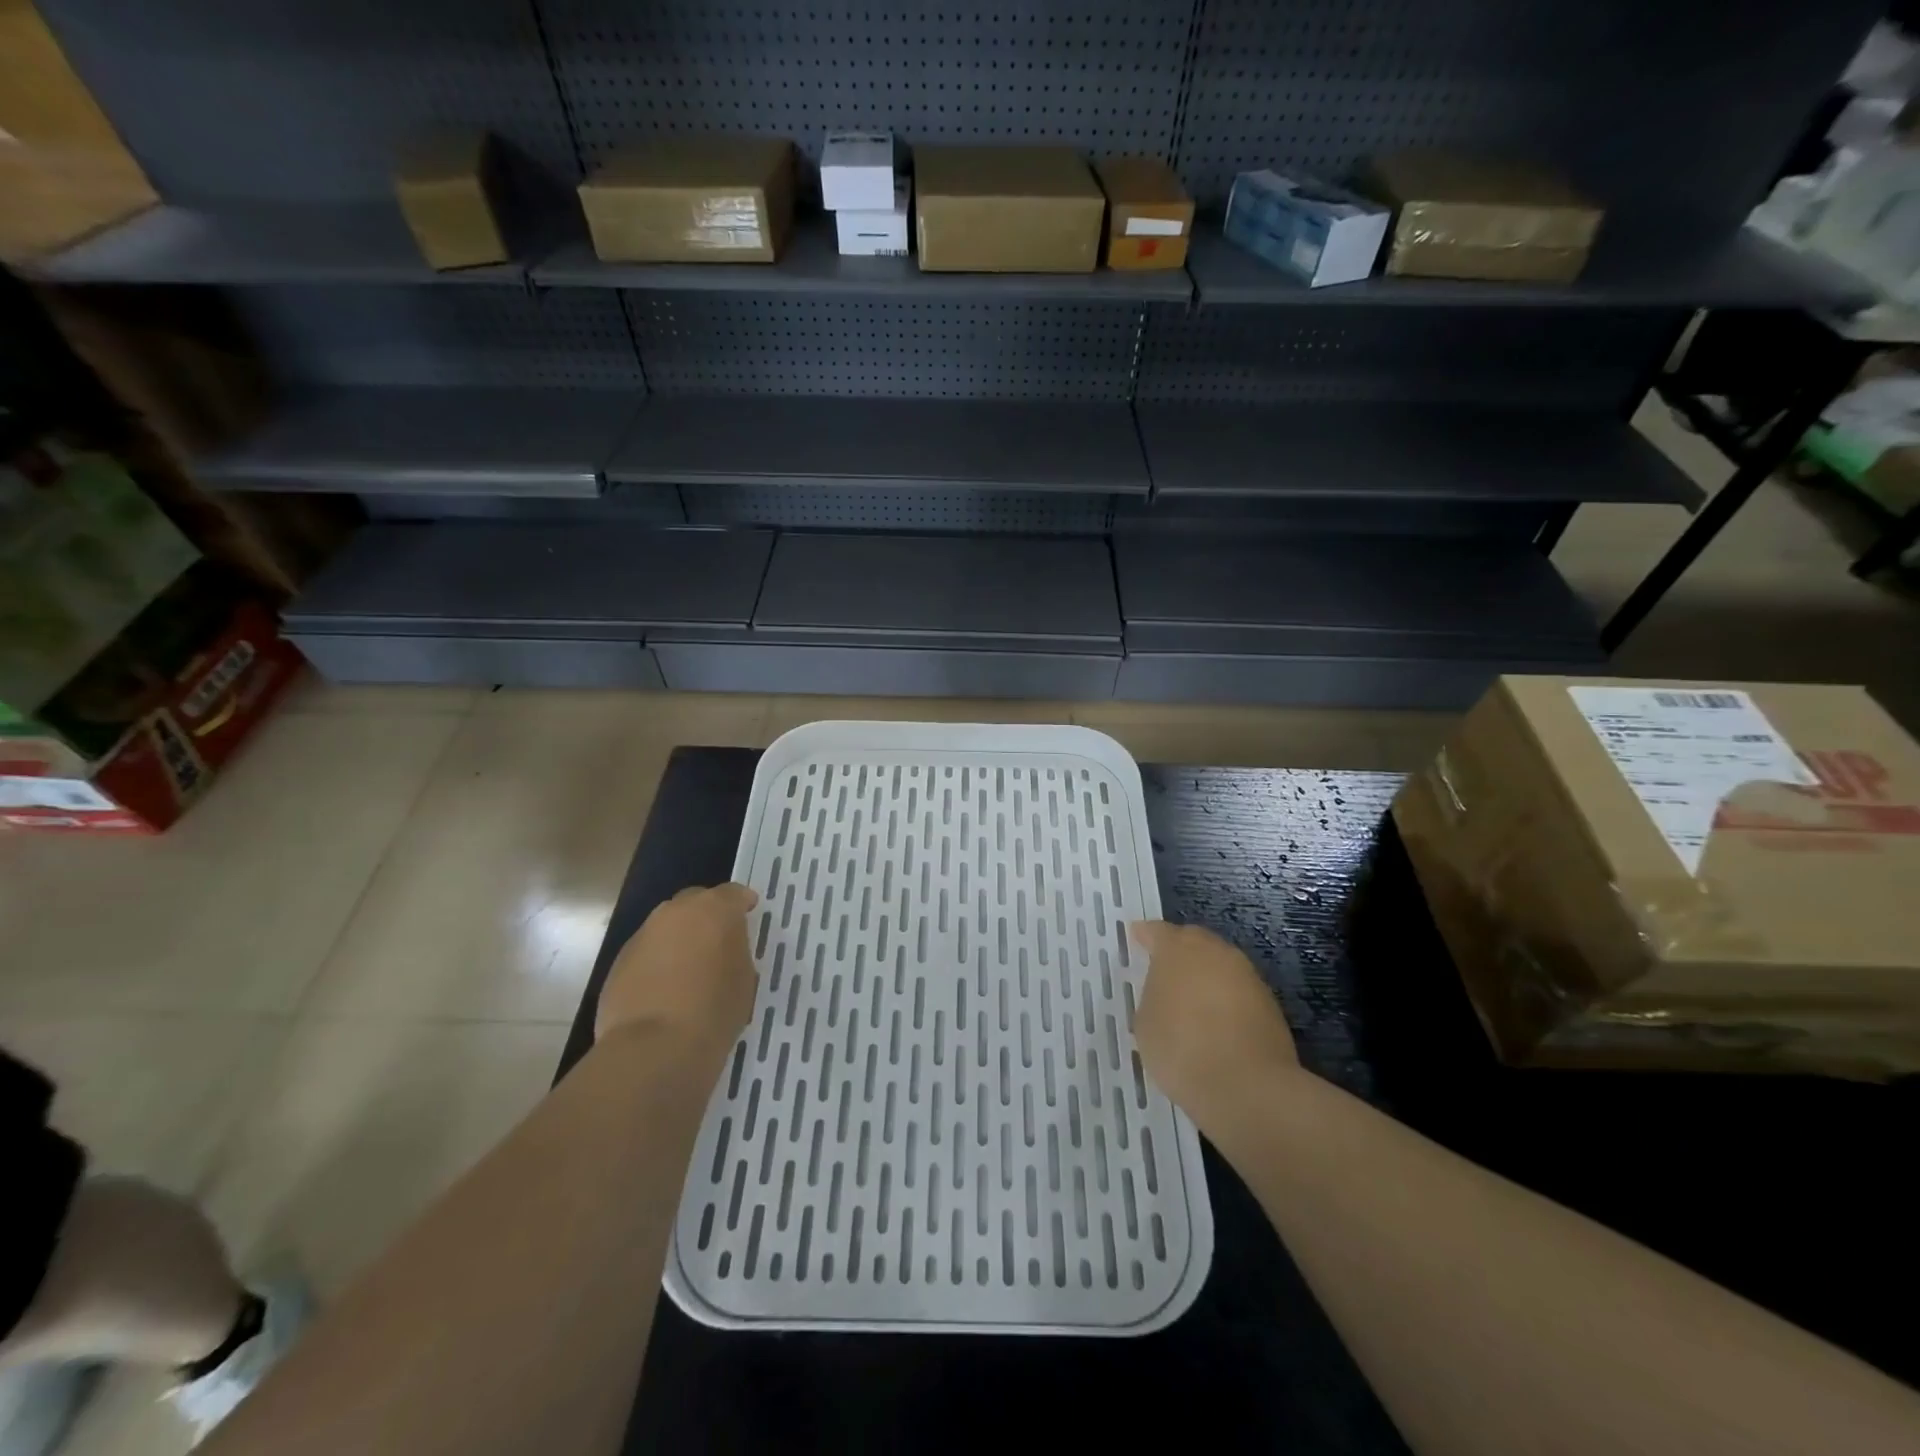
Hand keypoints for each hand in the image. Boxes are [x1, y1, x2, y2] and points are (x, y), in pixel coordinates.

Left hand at [596, 883, 759, 1046]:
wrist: (653, 1048)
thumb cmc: (714, 1010)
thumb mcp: (744, 978)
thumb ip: (735, 952)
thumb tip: (722, 950)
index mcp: (714, 910)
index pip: (733, 893)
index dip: (742, 903)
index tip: (748, 913)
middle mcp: (675, 912)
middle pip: (694, 903)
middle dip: (705, 917)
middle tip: (717, 941)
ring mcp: (643, 935)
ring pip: (666, 928)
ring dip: (678, 940)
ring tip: (689, 969)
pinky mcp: (619, 962)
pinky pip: (646, 954)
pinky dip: (657, 963)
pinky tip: (664, 991)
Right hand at [1129, 921, 1297, 1125]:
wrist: (1247, 1086)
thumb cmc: (1181, 1048)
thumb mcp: (1146, 1023)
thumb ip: (1153, 997)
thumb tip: (1167, 994)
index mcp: (1177, 949)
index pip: (1157, 932)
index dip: (1145, 936)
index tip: (1137, 938)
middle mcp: (1214, 951)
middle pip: (1194, 941)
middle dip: (1180, 951)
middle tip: (1166, 971)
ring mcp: (1246, 975)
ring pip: (1220, 965)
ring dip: (1206, 976)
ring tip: (1192, 1002)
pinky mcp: (1270, 1002)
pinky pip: (1238, 991)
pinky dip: (1226, 999)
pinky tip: (1217, 1024)